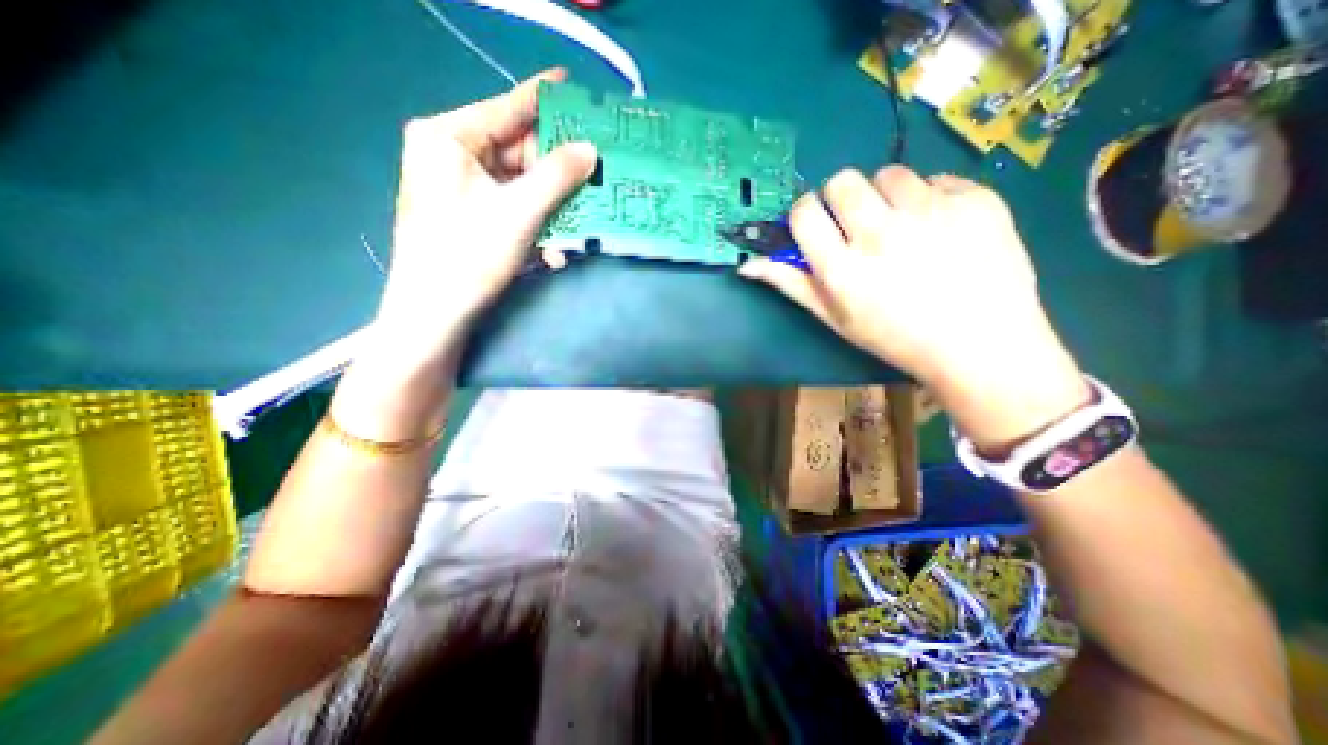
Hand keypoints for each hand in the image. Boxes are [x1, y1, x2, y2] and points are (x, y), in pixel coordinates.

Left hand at [376, 66, 600, 362]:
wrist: (435, 313)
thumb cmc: (469, 255)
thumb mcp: (519, 211)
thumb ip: (557, 175)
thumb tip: (591, 148)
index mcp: (448, 137)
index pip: (505, 108)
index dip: (542, 98)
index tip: (573, 85)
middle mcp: (451, 155)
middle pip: (517, 152)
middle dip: (556, 173)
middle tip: (593, 174)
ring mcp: (461, 188)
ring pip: (520, 186)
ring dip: (552, 209)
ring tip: (578, 223)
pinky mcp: (471, 216)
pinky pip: (512, 209)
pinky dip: (536, 226)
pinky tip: (553, 250)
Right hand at [738, 166, 1087, 449]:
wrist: (978, 344)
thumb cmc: (894, 336)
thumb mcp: (834, 318)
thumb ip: (790, 285)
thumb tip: (747, 265)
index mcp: (842, 267)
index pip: (804, 212)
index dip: (806, 213)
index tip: (817, 224)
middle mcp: (880, 233)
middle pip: (842, 181)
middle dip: (842, 197)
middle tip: (858, 223)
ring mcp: (931, 212)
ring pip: (890, 174)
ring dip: (887, 195)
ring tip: (903, 226)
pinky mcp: (975, 200)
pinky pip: (937, 180)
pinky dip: (930, 199)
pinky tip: (941, 230)